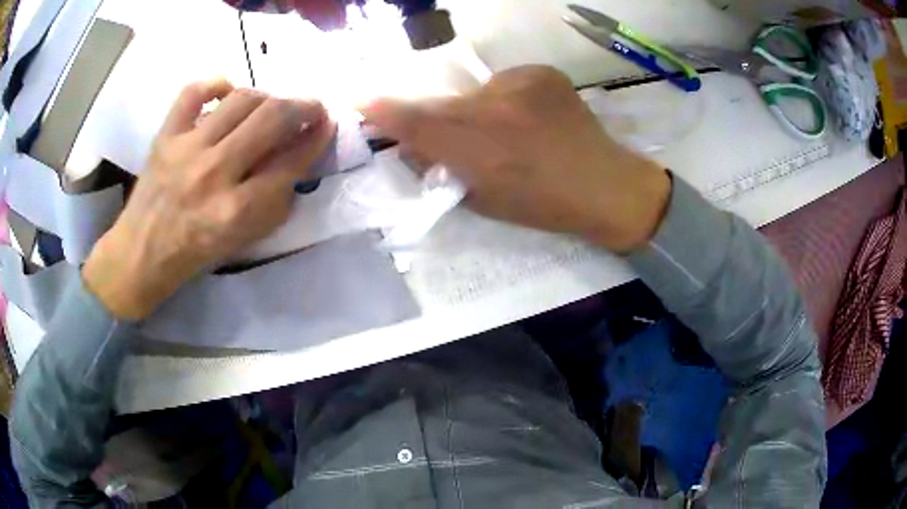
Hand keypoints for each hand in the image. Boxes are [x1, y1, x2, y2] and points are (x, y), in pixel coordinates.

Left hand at [83, 80, 335, 319]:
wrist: (143, 251)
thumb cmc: (196, 251)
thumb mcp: (245, 238)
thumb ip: (277, 199)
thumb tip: (299, 154)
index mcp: (237, 210)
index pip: (291, 161)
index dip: (317, 137)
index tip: (327, 125)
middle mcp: (214, 173)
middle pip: (272, 118)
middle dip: (303, 106)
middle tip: (310, 108)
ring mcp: (187, 148)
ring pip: (241, 98)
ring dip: (267, 97)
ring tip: (269, 106)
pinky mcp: (166, 135)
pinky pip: (195, 90)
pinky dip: (217, 83)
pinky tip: (227, 92)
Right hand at [361, 65, 670, 252]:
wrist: (606, 185)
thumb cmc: (544, 206)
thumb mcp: (485, 201)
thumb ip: (444, 170)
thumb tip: (415, 146)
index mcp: (483, 153)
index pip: (420, 126)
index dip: (387, 114)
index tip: (362, 102)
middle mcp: (497, 111)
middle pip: (443, 105)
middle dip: (437, 120)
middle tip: (460, 138)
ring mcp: (522, 86)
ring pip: (475, 94)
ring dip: (478, 111)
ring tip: (509, 132)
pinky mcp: (542, 73)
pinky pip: (505, 84)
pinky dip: (506, 100)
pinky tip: (530, 118)